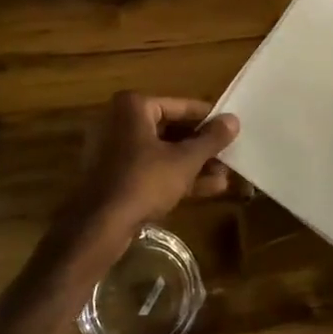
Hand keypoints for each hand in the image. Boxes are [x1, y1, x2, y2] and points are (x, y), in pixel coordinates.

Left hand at [56, 93, 239, 263]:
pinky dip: (175, 176)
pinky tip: (209, 189)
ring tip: (225, 176)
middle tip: (229, 155)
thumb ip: (211, 139)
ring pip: (162, 152)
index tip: (230, 127)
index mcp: (133, 107)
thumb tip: (234, 120)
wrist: (98, 227)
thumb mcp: (184, 160)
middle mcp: (120, 122)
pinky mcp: (114, 176)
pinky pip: (151, 169)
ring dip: (193, 164)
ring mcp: (114, 150)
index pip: (180, 106)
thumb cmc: (143, 182)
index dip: (208, 118)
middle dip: (202, 147)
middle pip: (171, 130)